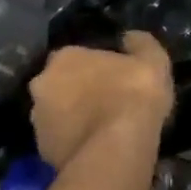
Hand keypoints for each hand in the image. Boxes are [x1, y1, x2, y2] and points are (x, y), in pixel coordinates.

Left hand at [27, 32, 174, 170]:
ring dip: (71, 118)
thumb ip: (139, 43)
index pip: (73, 56)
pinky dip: (72, 143)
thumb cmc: (133, 96)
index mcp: (63, 57)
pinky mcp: (42, 151)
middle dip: (75, 91)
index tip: (111, 77)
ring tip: (99, 130)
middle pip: (58, 84)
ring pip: (55, 114)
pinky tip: (94, 149)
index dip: (92, 66)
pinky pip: (58, 142)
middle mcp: (42, 84)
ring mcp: (38, 119)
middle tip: (103, 103)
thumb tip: (130, 38)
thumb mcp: (152, 60)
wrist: (117, 151)